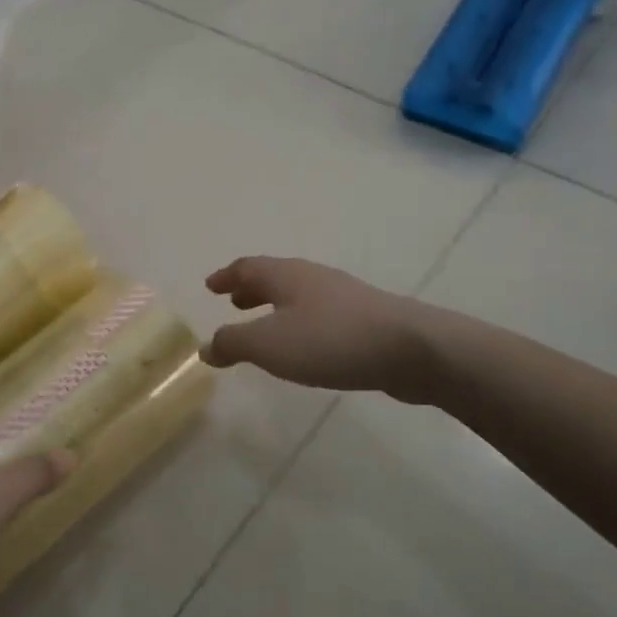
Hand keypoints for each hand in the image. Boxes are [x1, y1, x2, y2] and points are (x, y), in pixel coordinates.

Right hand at [204, 257, 428, 398]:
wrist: (410, 349)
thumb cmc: (330, 340)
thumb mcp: (269, 344)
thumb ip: (233, 343)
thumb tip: (206, 346)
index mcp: (286, 276)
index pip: (248, 267)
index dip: (226, 276)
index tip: (210, 286)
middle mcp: (313, 278)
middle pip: (274, 277)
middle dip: (251, 289)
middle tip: (233, 302)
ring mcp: (342, 296)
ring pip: (298, 295)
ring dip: (275, 306)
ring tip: (264, 325)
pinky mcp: (364, 319)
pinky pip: (318, 314)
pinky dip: (299, 322)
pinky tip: (304, 346)